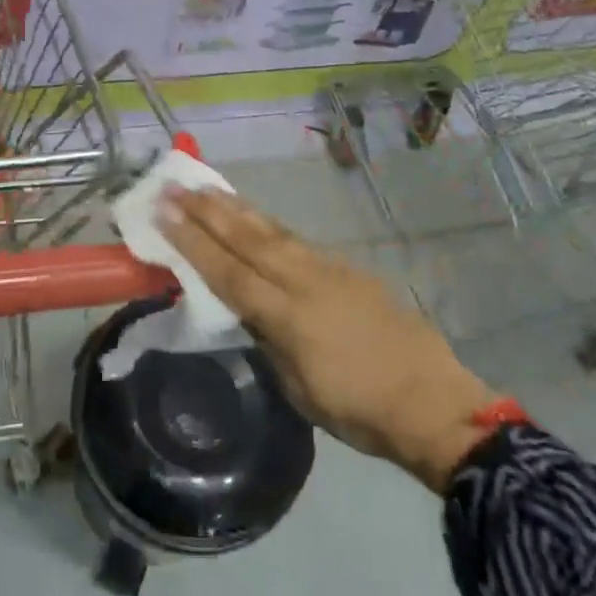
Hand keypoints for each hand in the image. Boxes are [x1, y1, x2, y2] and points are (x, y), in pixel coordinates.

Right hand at [161, 187, 498, 491]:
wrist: (431, 400)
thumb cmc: (359, 409)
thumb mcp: (299, 388)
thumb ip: (268, 340)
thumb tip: (246, 310)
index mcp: (288, 316)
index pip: (229, 272)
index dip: (193, 242)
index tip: (164, 212)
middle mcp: (304, 281)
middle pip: (248, 238)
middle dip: (207, 211)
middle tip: (176, 186)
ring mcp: (329, 269)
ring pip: (273, 231)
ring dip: (237, 209)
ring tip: (209, 188)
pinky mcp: (347, 267)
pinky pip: (297, 240)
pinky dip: (268, 225)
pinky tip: (256, 219)